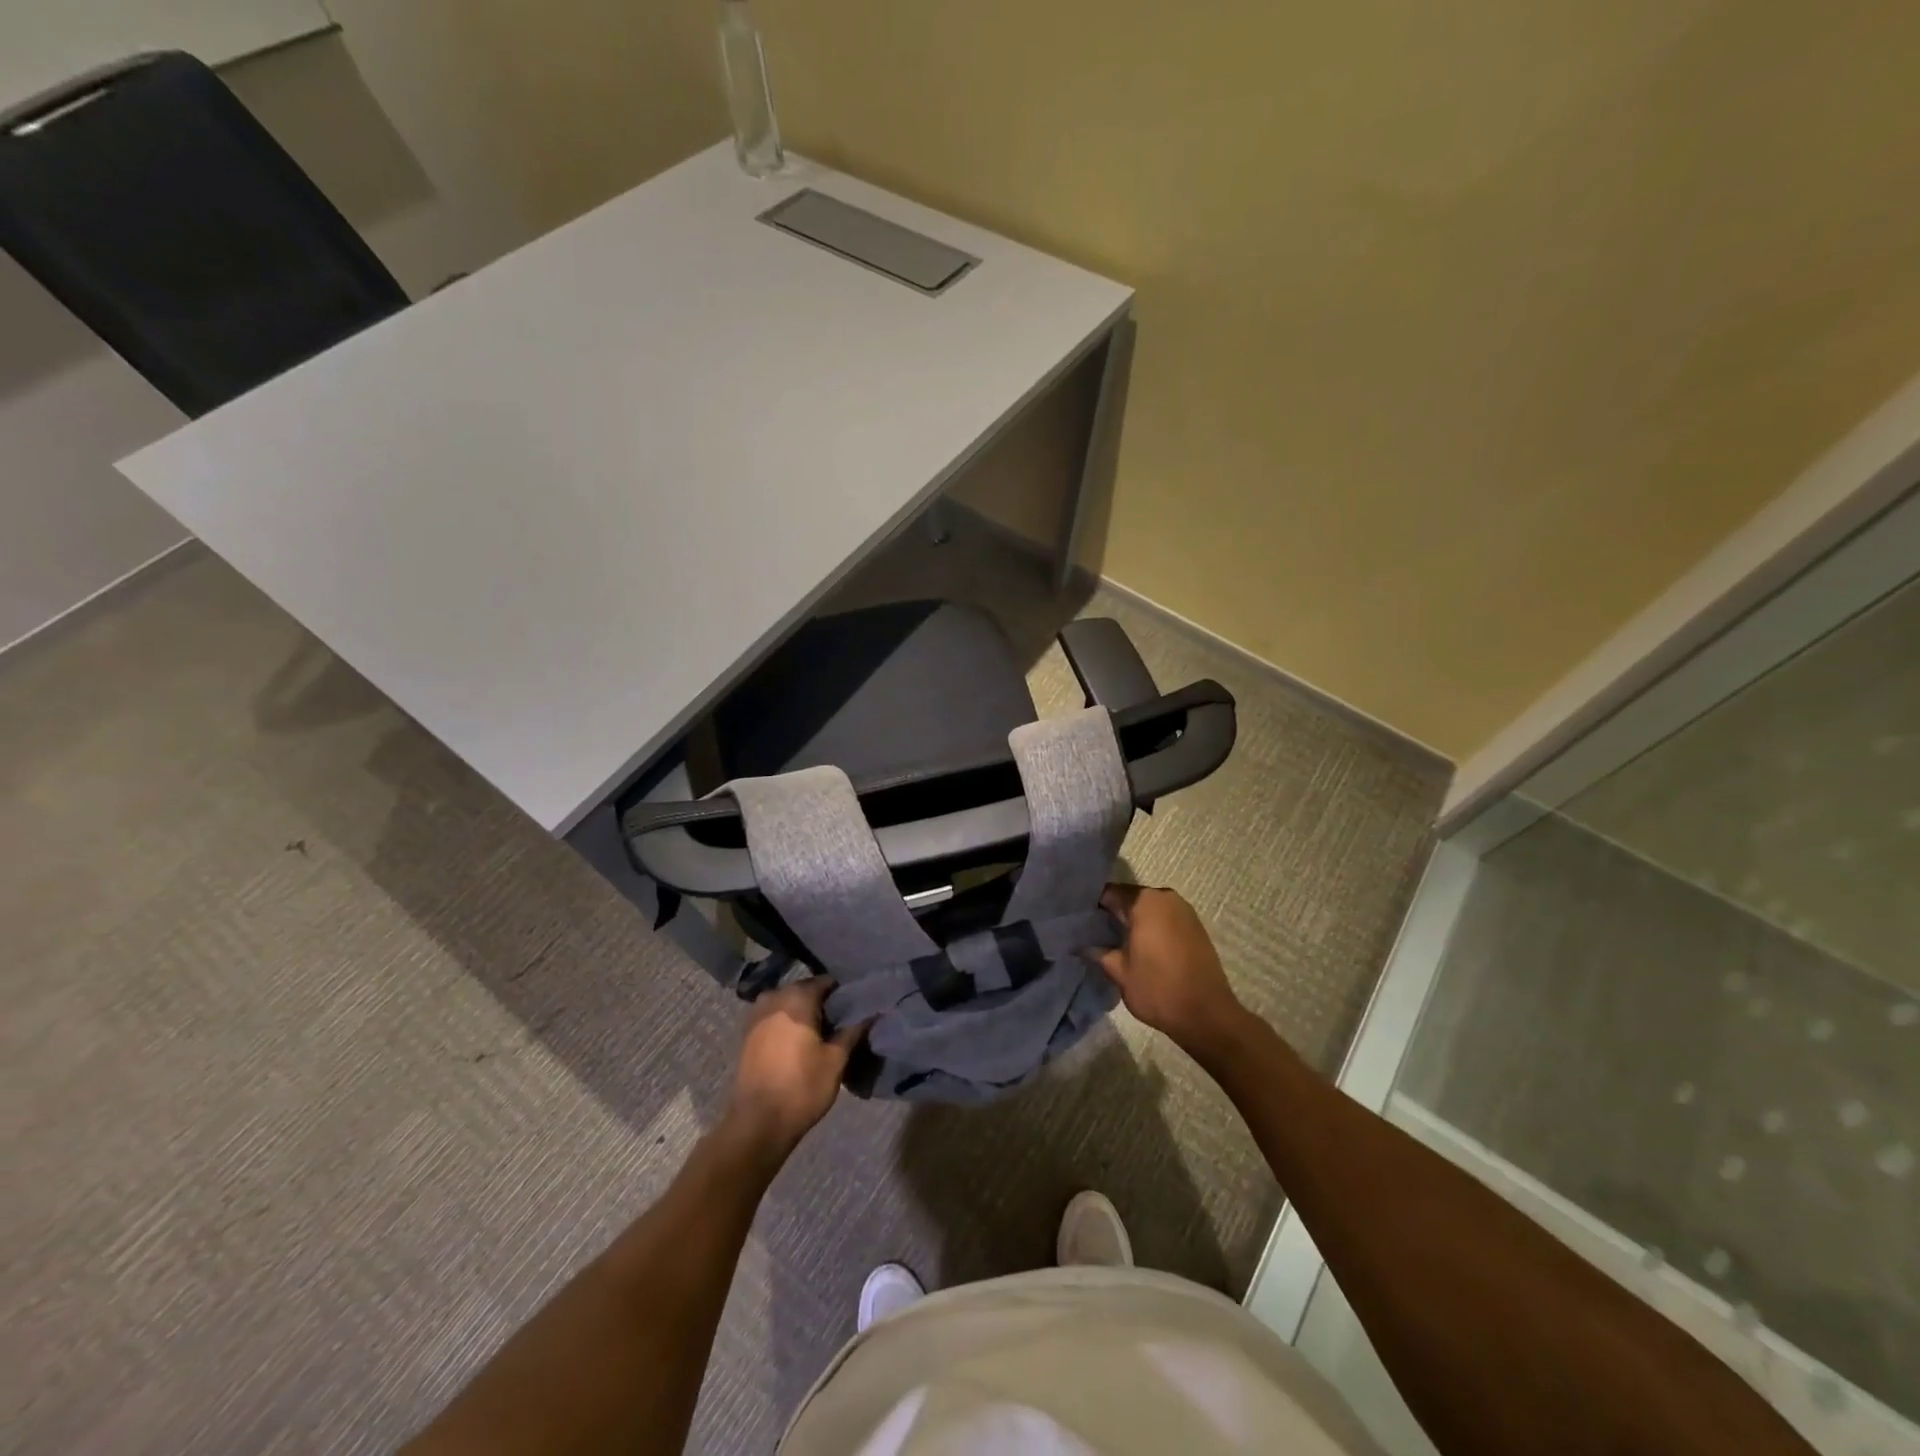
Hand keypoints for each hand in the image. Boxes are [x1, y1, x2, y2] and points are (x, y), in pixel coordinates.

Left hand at [726, 977, 865, 1156]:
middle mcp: (774, 997)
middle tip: (841, 1023)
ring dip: (804, 1014)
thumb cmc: (802, 1087)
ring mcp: (756, 1014)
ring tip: (822, 1035)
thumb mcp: (836, 1060)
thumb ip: (853, 1031)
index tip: (855, 1008)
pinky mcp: (747, 1033)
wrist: (757, 1123)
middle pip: (805, 991)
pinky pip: (774, 1018)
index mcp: (797, 997)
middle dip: (822, 1004)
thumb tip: (871, 1013)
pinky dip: (788, 1024)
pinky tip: (800, 1043)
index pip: (826, 982)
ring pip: (788, 1004)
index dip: (843, 994)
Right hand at [1092, 884, 1248, 1054]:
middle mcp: (1165, 897)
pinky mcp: (1195, 926)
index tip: (1078, 919)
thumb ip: (1098, 952)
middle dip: (1112, 913)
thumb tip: (1080, 945)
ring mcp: (1184, 911)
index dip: (1091, 905)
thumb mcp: (1119, 972)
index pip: (1109, 893)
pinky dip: (1151, 927)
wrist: (1206, 1015)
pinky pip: (1164, 919)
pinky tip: (1139, 946)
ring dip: (1132, 920)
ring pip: (1148, 909)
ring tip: (1113, 940)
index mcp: (1144, 902)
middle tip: (1091, 931)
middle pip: (1130, 898)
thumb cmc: (1158, 989)